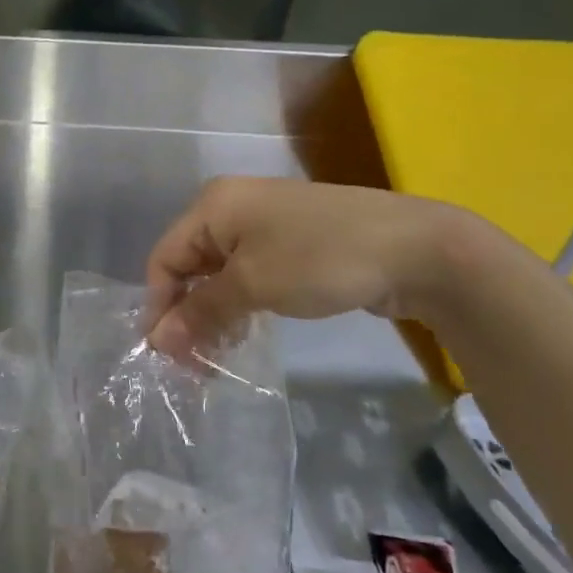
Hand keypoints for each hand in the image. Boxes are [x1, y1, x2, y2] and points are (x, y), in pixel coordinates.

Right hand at [144, 177, 464, 358]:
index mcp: (214, 206)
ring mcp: (264, 225)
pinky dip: (240, 305)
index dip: (160, 306)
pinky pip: (249, 276)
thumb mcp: (253, 285)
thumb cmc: (320, 258)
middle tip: (192, 366)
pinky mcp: (291, 244)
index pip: (164, 258)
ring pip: (219, 275)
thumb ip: (201, 311)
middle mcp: (232, 209)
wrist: (416, 249)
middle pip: (190, 266)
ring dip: (212, 316)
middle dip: (186, 315)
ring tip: (216, 358)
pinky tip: (243, 334)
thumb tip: (156, 341)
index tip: (165, 355)